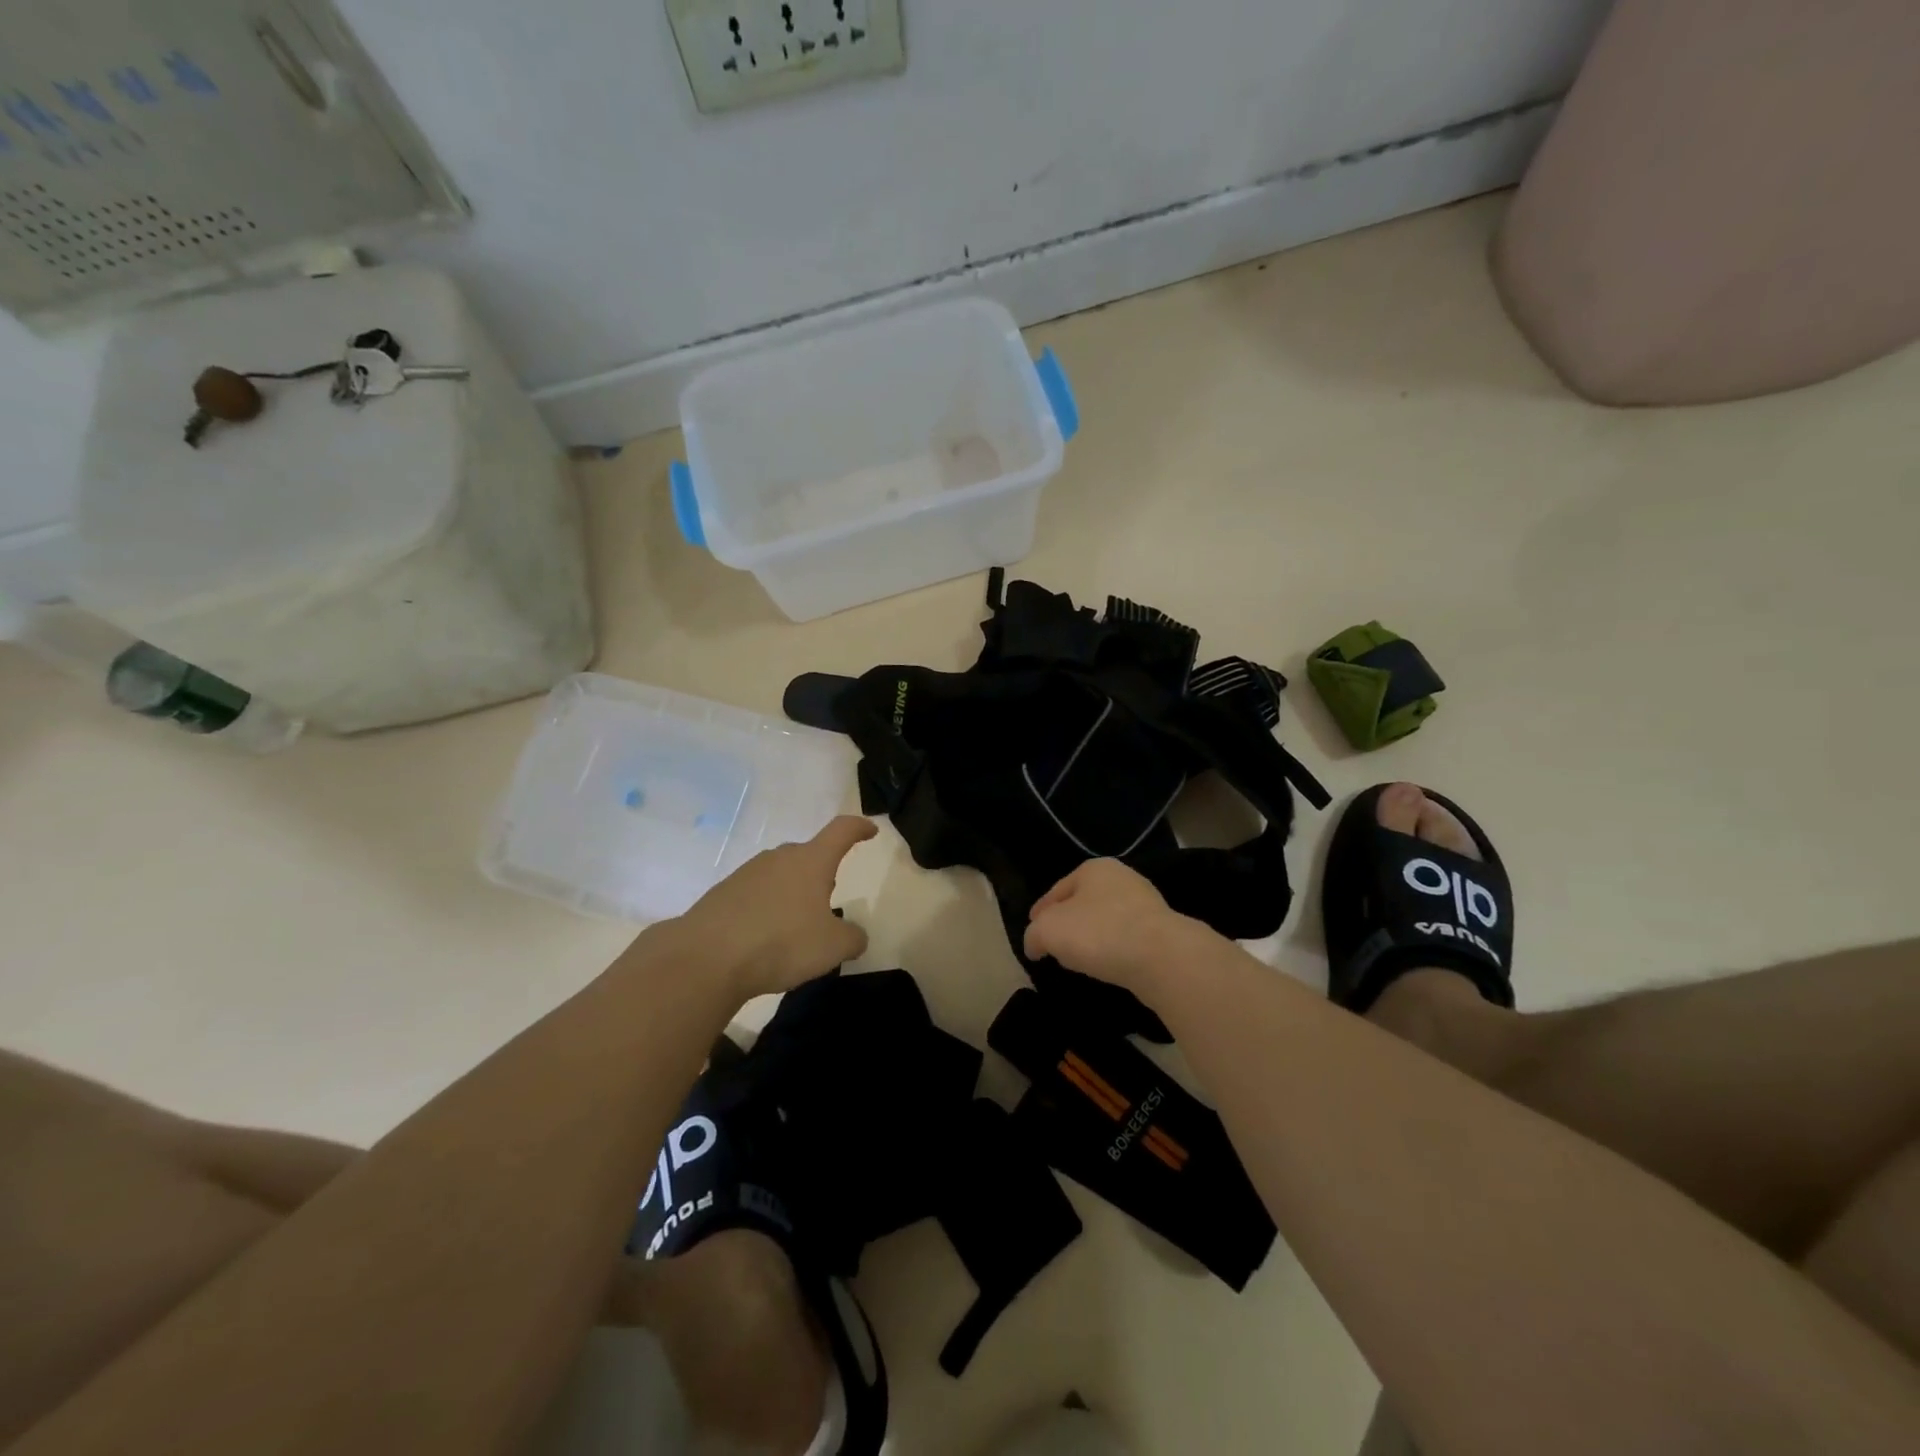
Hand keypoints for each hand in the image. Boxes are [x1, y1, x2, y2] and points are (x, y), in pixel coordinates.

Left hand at [671, 816, 877, 999]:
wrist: (706, 958)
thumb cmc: (781, 943)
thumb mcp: (832, 947)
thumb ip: (852, 938)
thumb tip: (854, 935)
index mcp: (811, 861)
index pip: (841, 831)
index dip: (859, 828)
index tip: (870, 831)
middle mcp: (779, 858)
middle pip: (808, 855)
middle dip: (822, 872)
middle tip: (829, 899)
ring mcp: (747, 873)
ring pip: (780, 875)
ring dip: (792, 893)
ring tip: (795, 927)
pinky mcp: (722, 894)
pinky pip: (755, 895)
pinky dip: (766, 910)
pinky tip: (764, 939)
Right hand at [1024, 859, 1205, 993]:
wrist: (1162, 957)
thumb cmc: (1099, 933)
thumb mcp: (1048, 931)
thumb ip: (1033, 935)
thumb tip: (1034, 945)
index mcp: (1093, 868)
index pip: (1056, 891)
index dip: (1040, 912)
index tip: (1033, 933)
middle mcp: (1121, 878)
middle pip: (1082, 903)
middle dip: (1068, 923)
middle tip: (1055, 947)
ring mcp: (1146, 903)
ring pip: (1106, 921)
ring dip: (1093, 938)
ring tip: (1080, 961)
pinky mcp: (1163, 931)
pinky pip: (1127, 939)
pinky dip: (1114, 950)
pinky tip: (1108, 966)